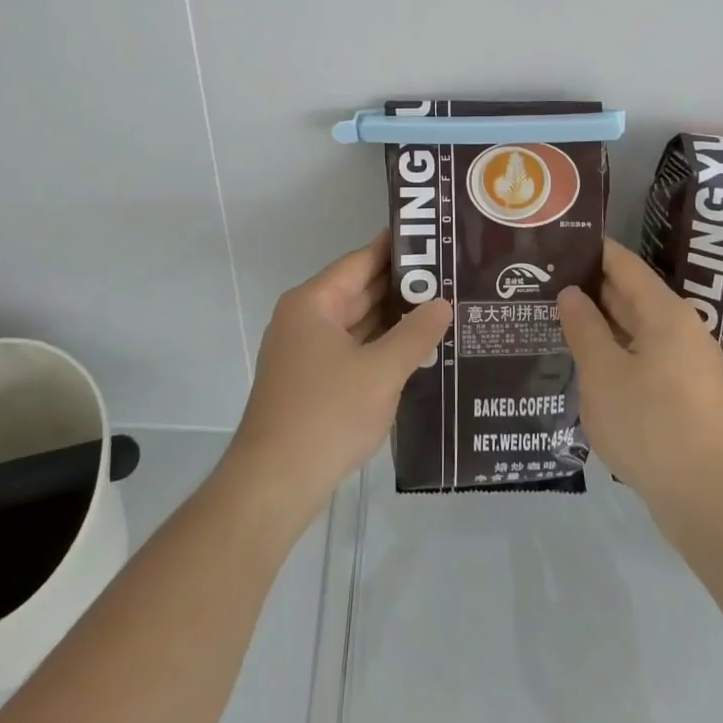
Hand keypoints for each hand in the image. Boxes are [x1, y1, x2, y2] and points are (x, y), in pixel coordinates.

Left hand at [222, 231, 451, 530]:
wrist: (273, 485)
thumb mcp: (381, 372)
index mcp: (313, 303)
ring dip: (392, 319)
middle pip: (358, 290)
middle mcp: (305, 319)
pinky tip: (414, 351)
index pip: (361, 261)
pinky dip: (379, 347)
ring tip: (441, 308)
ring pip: (356, 323)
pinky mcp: (310, 382)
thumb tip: (442, 303)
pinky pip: (351, 350)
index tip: (433, 237)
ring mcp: (305, 352)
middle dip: (401, 286)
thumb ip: (415, 334)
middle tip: (449, 275)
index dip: (397, 249)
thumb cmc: (326, 415)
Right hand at [557, 239, 722, 523]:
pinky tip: (588, 364)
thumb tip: (572, 293)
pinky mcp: (687, 397)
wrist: (712, 505)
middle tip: (545, 280)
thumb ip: (584, 327)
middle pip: (632, 294)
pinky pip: (645, 358)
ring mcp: (688, 365)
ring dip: (602, 323)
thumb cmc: (652, 427)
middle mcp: (682, 330)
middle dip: (591, 287)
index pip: (623, 264)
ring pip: (637, 330)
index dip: (591, 250)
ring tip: (558, 318)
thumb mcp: (603, 373)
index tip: (557, 241)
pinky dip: (616, 352)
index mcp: (665, 313)